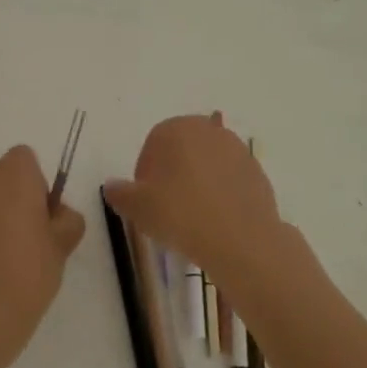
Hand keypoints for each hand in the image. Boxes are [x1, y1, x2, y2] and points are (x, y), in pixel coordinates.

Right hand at [103, 113, 284, 293]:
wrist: (240, 238)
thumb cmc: (180, 214)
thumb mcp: (137, 208)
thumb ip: (119, 193)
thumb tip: (111, 186)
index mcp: (176, 129)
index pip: (152, 146)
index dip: (145, 175)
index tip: (146, 201)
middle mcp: (207, 129)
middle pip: (181, 150)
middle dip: (172, 174)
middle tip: (167, 208)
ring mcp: (235, 148)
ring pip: (206, 163)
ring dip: (197, 182)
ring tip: (193, 217)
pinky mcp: (256, 170)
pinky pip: (229, 178)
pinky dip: (221, 192)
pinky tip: (217, 219)